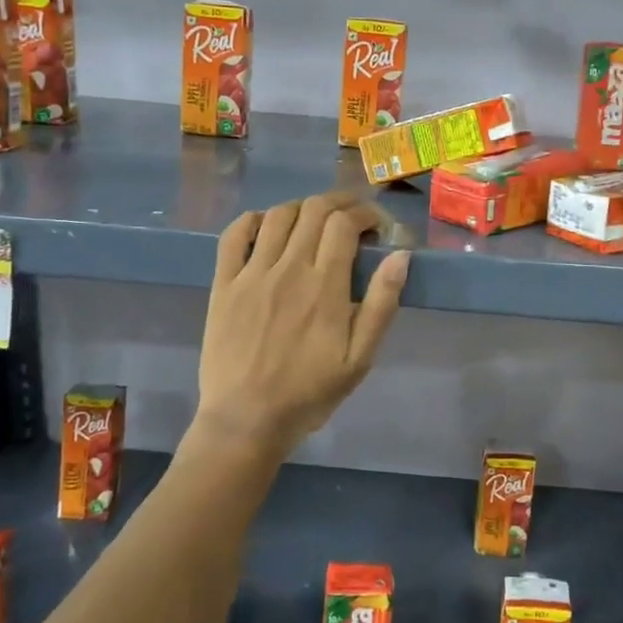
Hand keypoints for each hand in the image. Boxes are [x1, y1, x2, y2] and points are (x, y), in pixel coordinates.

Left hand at [194, 192, 409, 461]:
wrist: (245, 420)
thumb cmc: (309, 392)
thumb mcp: (360, 358)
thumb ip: (381, 304)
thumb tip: (400, 256)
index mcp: (324, 285)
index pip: (345, 223)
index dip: (365, 213)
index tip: (377, 225)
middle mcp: (287, 268)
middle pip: (314, 209)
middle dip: (340, 201)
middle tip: (354, 214)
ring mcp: (251, 273)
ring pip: (277, 215)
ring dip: (302, 207)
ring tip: (315, 220)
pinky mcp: (223, 284)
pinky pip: (233, 235)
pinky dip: (252, 220)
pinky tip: (266, 226)